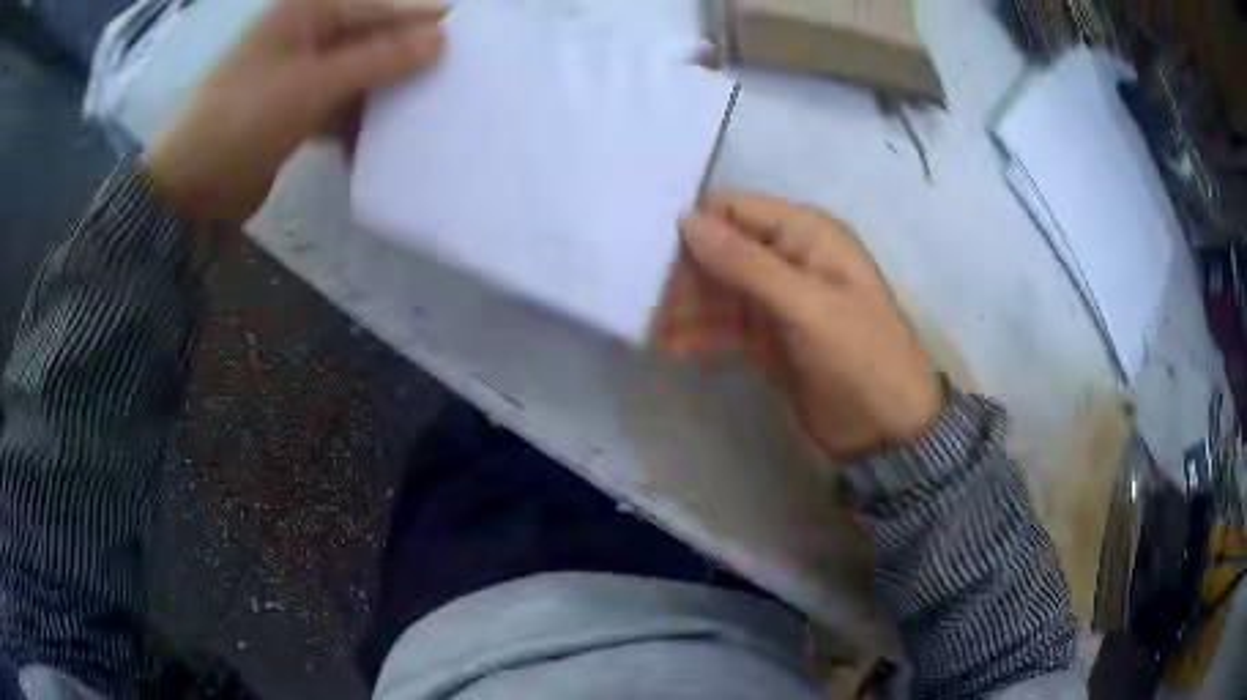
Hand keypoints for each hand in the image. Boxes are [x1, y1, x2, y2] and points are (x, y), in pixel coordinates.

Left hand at [142, 0, 444, 224]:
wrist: (190, 188)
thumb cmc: (243, 120)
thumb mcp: (312, 84)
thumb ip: (378, 59)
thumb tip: (439, 39)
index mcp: (306, 13)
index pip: (377, 8)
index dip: (420, 20)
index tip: (466, 37)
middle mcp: (305, 36)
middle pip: (368, 40)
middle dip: (405, 60)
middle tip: (451, 78)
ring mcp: (298, 75)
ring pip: (356, 75)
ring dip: (384, 94)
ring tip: (426, 110)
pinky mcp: (293, 111)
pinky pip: (338, 106)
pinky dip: (357, 122)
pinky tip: (381, 140)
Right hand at [655, 193, 940, 461]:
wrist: (886, 431)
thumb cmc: (859, 357)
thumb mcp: (807, 306)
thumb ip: (746, 263)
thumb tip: (686, 220)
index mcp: (806, 234)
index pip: (736, 209)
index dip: (694, 222)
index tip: (643, 242)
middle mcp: (787, 257)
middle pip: (720, 248)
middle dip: (681, 269)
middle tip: (636, 293)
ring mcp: (774, 299)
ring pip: (716, 287)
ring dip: (681, 303)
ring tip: (642, 323)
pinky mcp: (765, 336)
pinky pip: (721, 323)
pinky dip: (695, 331)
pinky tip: (663, 344)